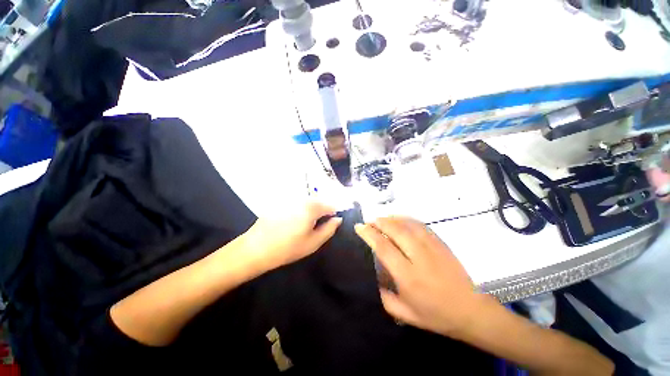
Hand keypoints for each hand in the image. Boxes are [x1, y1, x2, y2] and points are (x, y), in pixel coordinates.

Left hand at [242, 201, 342, 271]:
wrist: (256, 249)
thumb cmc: (288, 248)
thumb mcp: (314, 242)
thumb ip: (330, 229)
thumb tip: (338, 219)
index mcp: (311, 207)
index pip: (331, 205)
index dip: (334, 213)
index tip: (332, 223)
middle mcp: (301, 198)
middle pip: (319, 201)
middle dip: (322, 211)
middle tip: (318, 226)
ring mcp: (290, 199)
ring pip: (308, 202)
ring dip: (311, 210)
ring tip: (306, 225)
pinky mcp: (281, 202)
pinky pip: (297, 203)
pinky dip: (300, 210)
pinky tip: (293, 222)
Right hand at [354, 217, 491, 338]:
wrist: (471, 311)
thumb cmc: (435, 315)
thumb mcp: (404, 314)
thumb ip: (383, 296)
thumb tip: (372, 278)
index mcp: (408, 276)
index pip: (383, 247)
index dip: (369, 234)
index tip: (359, 227)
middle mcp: (419, 257)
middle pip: (395, 230)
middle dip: (378, 222)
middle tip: (368, 221)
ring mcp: (432, 247)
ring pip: (407, 224)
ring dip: (391, 218)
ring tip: (380, 218)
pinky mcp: (440, 243)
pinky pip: (420, 225)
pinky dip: (406, 219)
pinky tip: (399, 219)